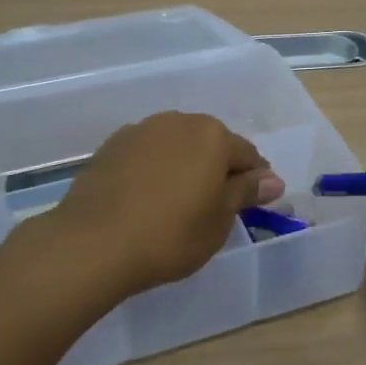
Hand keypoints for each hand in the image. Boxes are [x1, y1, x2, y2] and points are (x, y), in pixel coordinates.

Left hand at [50, 113, 284, 299]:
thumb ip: (246, 193)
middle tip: (214, 206)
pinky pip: (147, 154)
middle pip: (211, 144)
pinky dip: (154, 170)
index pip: (247, 155)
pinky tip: (147, 198)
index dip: (254, 181)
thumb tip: (273, 179)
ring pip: (177, 145)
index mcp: (212, 135)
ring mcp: (142, 130)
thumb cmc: (170, 234)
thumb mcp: (219, 220)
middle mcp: (179, 121)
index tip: (251, 205)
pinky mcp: (112, 146)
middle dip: (218, 169)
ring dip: (184, 166)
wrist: (93, 242)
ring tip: (178, 202)